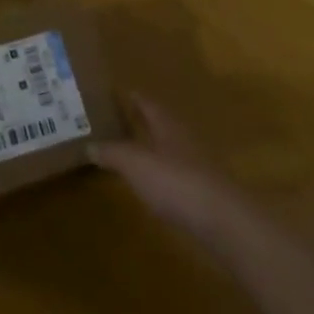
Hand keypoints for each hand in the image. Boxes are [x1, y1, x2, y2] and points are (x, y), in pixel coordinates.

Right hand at [93, 96, 266, 261]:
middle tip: (119, 121)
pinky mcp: (205, 193)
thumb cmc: (175, 181)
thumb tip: (90, 145)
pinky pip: (178, 175)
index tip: (119, 92)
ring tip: (132, 152)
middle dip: (143, 122)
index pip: (148, 104)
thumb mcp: (135, 164)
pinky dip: (163, 175)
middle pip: (161, 125)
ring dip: (153, 149)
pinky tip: (153, 185)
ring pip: (170, 149)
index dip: (134, 98)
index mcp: (167, 125)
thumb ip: (112, 153)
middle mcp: (184, 139)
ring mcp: (198, 166)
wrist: (223, 220)